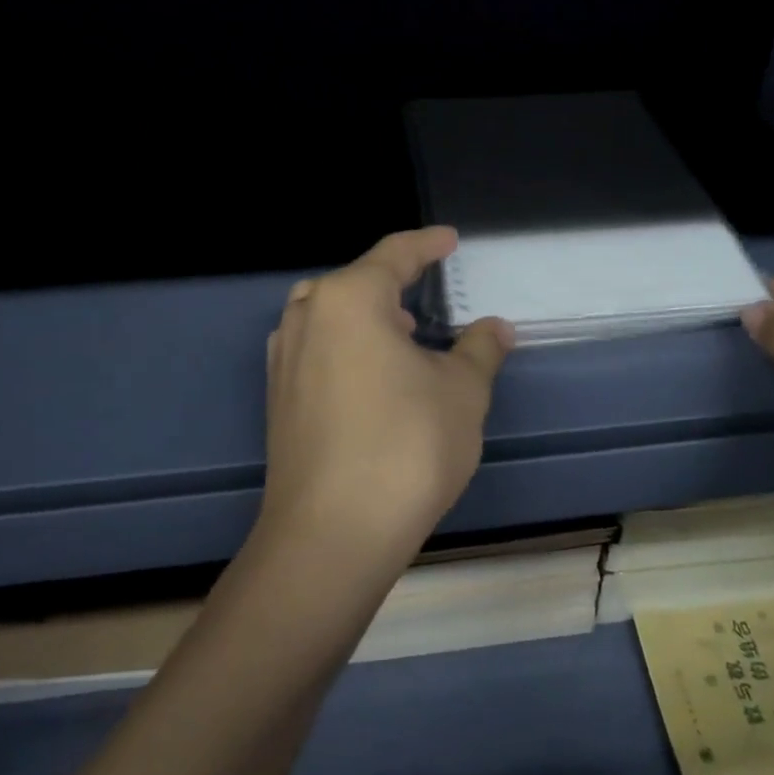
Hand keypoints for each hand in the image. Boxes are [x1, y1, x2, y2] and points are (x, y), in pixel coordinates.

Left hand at [260, 227, 514, 570]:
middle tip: (425, 294)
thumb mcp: (462, 392)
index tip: (449, 240)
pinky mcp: (278, 398)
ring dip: (367, 316)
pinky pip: (316, 349)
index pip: (394, 254)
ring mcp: (284, 359)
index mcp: (349, 299)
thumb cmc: (406, 447)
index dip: (427, 244)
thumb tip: (496, 328)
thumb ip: (480, 350)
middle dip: (391, 282)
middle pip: (353, 282)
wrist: (331, 534)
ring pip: (329, 316)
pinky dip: (347, 347)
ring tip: (404, 337)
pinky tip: (373, 379)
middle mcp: (307, 317)